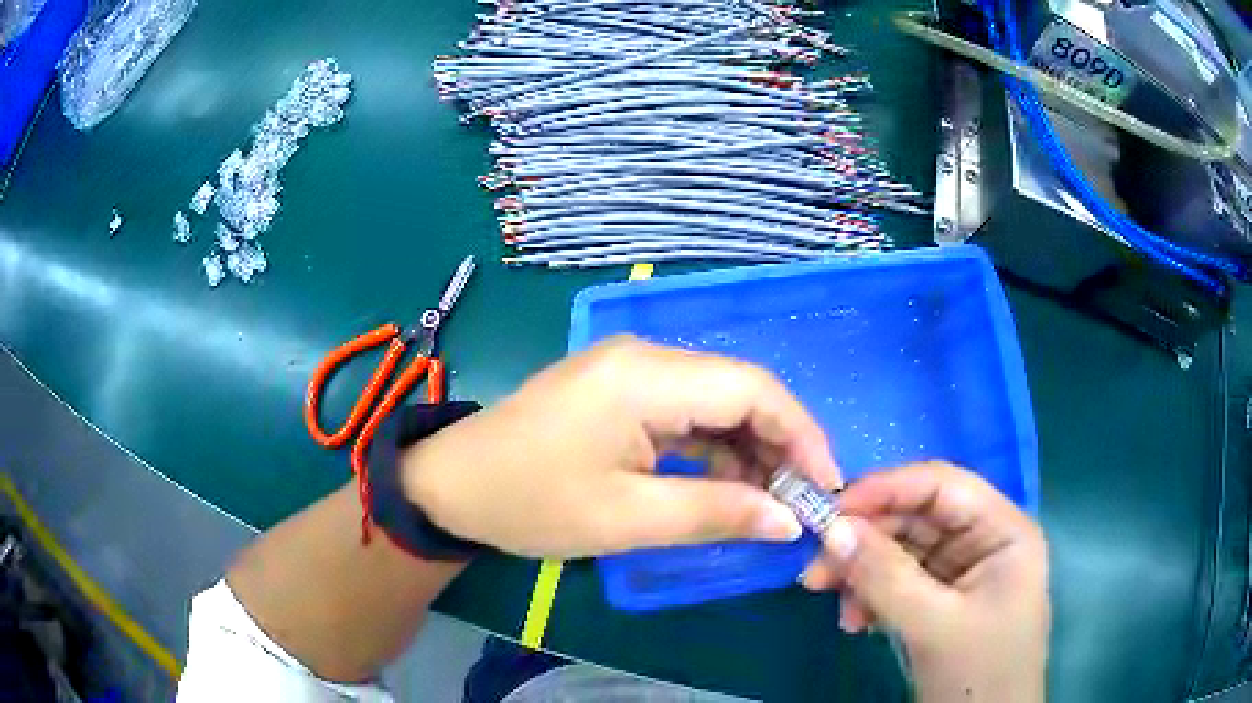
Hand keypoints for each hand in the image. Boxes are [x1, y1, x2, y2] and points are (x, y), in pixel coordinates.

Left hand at [399, 336, 840, 557]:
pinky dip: (713, 449)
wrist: (451, 484)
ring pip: (715, 402)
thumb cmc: (530, 502)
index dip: (801, 434)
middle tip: (803, 501)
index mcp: (644, 376)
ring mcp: (629, 371)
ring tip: (773, 501)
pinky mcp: (618, 392)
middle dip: (779, 444)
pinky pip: (685, 413)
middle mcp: (644, 357)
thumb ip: (716, 513)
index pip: (751, 389)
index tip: (827, 485)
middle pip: (738, 390)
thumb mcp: (626, 519)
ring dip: (748, 450)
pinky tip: (730, 484)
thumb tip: (790, 520)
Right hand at [801, 462, 1048, 702]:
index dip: (886, 489)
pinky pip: (898, 582)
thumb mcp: (933, 625)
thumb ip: (885, 575)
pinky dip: (871, 596)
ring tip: (829, 600)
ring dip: (862, 572)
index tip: (830, 510)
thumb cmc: (977, 674)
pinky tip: (855, 621)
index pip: (942, 486)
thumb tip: (832, 529)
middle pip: (917, 518)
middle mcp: (983, 541)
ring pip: (902, 551)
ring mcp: (962, 572)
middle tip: (816, 568)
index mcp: (1002, 530)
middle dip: (865, 540)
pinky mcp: (941, 600)